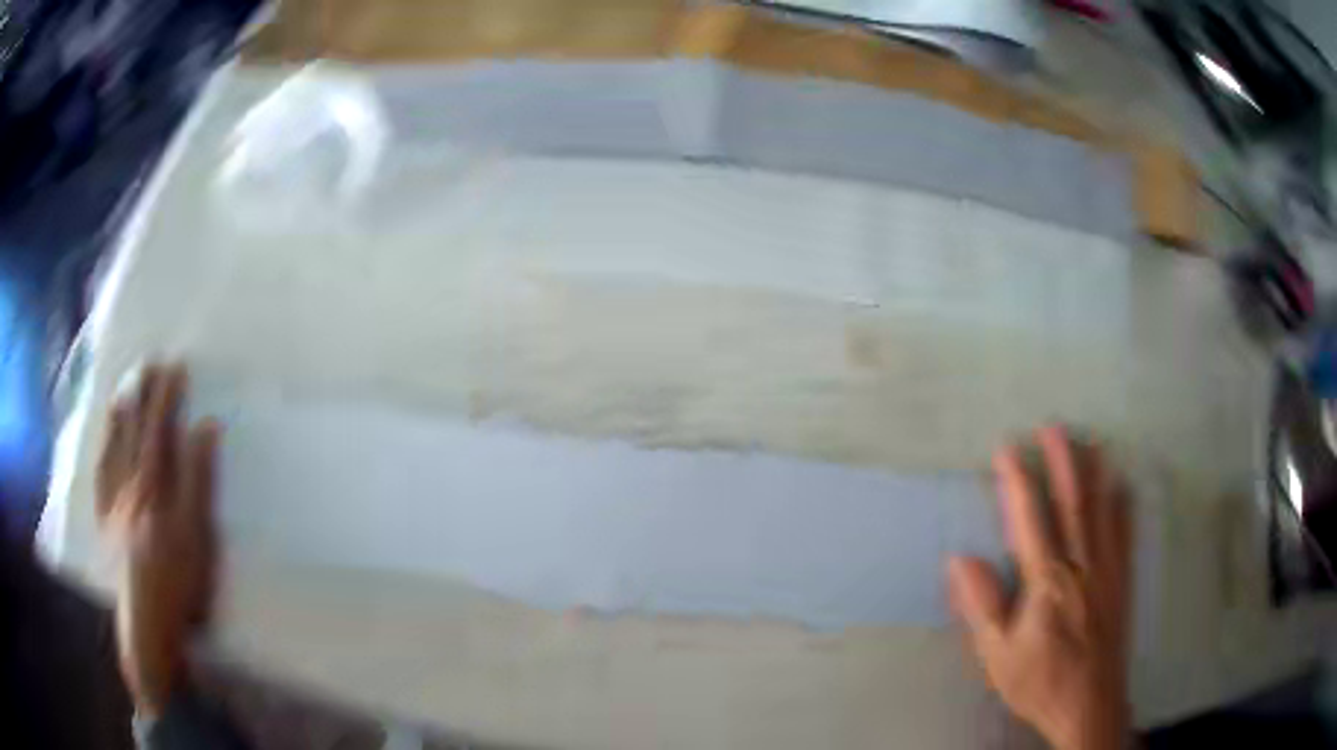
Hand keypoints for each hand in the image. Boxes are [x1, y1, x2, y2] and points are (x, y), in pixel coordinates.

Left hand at [97, 363, 220, 717]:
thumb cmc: (178, 580)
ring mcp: (112, 503)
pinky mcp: (104, 524)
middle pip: (133, 431)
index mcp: (151, 483)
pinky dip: (101, 456)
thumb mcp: (197, 533)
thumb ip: (198, 477)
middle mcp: (127, 483)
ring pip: (112, 450)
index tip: (175, 366)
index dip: (166, 396)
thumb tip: (205, 427)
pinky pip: (99, 479)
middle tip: (146, 364)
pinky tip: (102, 447)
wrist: (146, 622)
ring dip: (117, 418)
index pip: (159, 428)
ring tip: (121, 392)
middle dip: (141, 395)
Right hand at [948, 426, 1131, 749]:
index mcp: (1045, 582)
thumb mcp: (997, 655)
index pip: (1030, 521)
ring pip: (1102, 512)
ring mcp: (1106, 571)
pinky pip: (1124, 536)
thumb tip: (959, 559)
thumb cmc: (1038, 680)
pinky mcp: (1122, 582)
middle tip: (1054, 426)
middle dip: (1063, 462)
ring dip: (1095, 474)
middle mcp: (1079, 566)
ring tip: (1091, 442)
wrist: (1088, 705)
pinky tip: (1124, 487)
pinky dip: (1124, 508)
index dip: (1018, 483)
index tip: (1007, 449)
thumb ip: (982, 606)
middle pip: (1072, 505)